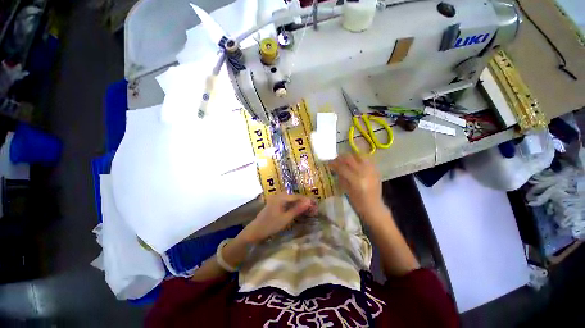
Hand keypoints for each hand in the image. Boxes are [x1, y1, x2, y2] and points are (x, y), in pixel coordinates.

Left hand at [240, 193, 316, 242]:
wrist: (255, 230)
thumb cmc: (271, 225)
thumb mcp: (286, 218)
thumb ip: (297, 209)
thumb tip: (309, 202)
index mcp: (281, 197)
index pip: (297, 196)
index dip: (306, 200)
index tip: (314, 205)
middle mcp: (278, 195)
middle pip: (293, 197)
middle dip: (302, 201)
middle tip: (311, 208)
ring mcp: (275, 198)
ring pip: (290, 199)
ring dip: (298, 203)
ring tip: (305, 209)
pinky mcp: (274, 203)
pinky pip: (286, 202)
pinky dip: (292, 205)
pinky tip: (296, 210)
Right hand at [329, 154, 385, 218]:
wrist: (374, 207)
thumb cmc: (357, 202)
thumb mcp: (346, 190)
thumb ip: (341, 177)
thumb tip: (334, 168)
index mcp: (356, 180)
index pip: (342, 167)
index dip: (334, 163)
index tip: (328, 163)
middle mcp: (364, 172)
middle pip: (350, 158)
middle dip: (341, 157)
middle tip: (336, 160)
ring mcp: (371, 170)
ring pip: (359, 155)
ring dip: (350, 156)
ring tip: (345, 160)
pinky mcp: (376, 170)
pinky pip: (367, 159)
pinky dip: (359, 159)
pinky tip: (355, 162)